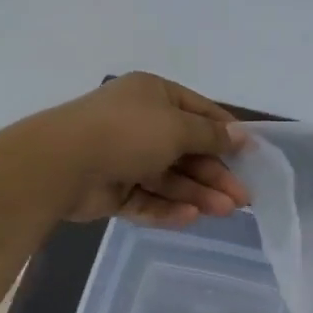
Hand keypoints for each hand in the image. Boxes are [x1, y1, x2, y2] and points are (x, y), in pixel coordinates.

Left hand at [43, 73, 249, 226]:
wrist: (61, 164)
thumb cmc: (127, 132)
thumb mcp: (178, 127)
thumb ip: (211, 135)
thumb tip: (240, 135)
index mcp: (153, 95)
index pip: (199, 112)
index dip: (226, 133)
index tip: (251, 156)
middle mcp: (139, 123)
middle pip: (186, 150)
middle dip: (215, 174)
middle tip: (242, 198)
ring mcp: (124, 157)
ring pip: (169, 178)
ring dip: (197, 193)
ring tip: (225, 211)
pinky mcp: (112, 189)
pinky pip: (147, 198)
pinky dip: (168, 207)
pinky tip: (191, 217)